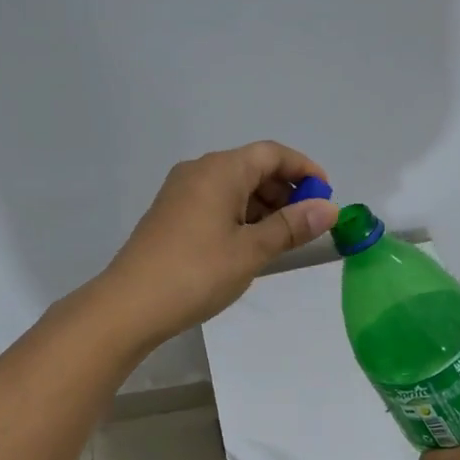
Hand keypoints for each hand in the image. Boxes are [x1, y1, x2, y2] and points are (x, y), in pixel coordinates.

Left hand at [102, 141, 338, 343]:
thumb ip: (293, 226)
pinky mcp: (172, 214)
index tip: (327, 196)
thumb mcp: (252, 250)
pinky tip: (251, 245)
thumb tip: (330, 208)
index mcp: (220, 170)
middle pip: (253, 167)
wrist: (129, 305)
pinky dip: (241, 215)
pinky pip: (217, 202)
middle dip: (286, 190)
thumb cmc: (197, 272)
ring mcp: (181, 192)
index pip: (272, 153)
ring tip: (283, 239)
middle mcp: (199, 171)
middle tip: (308, 224)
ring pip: (235, 186)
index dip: (304, 169)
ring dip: (264, 206)